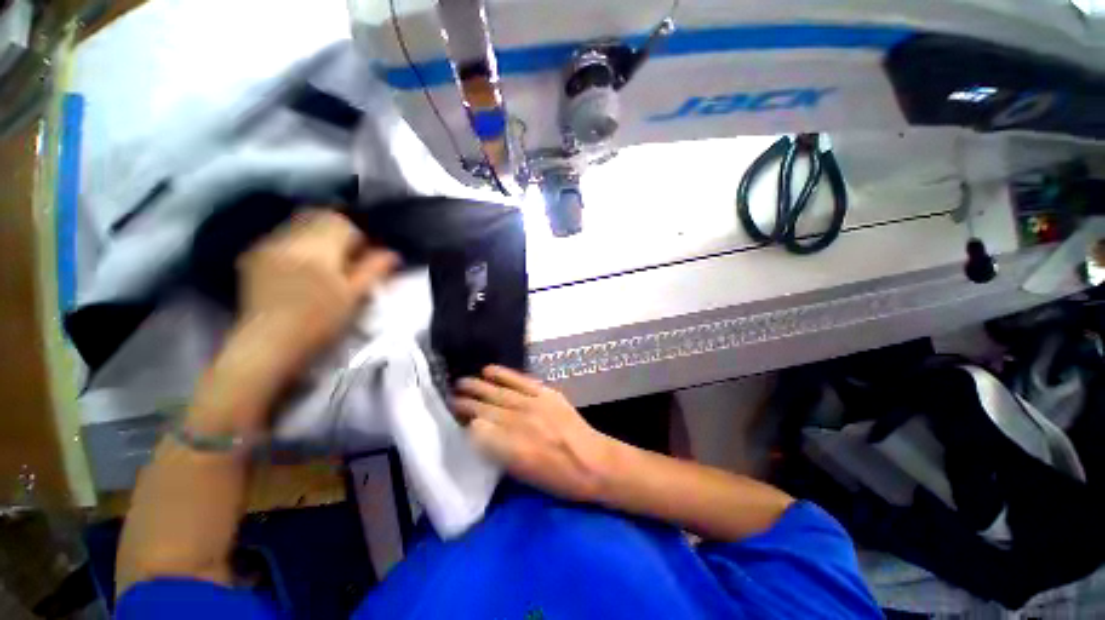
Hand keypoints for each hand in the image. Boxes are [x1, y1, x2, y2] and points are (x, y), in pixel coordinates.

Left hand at [236, 210, 398, 371]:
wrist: (267, 345)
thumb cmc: (318, 323)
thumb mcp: (353, 297)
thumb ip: (373, 270)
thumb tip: (393, 253)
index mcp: (317, 249)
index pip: (341, 223)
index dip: (358, 237)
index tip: (364, 256)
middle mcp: (288, 239)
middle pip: (317, 216)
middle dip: (336, 230)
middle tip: (347, 255)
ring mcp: (267, 246)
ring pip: (298, 223)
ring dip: (316, 235)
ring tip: (325, 260)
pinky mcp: (253, 256)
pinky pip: (281, 236)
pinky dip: (298, 243)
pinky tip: (301, 265)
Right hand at [453, 366, 615, 501]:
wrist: (593, 462)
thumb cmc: (558, 478)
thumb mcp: (523, 475)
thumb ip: (499, 452)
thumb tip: (479, 434)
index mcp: (512, 449)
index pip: (477, 430)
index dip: (464, 423)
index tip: (454, 418)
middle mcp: (519, 423)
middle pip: (484, 409)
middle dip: (465, 402)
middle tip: (450, 396)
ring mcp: (533, 404)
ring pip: (498, 393)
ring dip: (478, 386)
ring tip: (461, 382)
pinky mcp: (546, 393)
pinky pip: (520, 381)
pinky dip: (504, 374)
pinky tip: (489, 369)